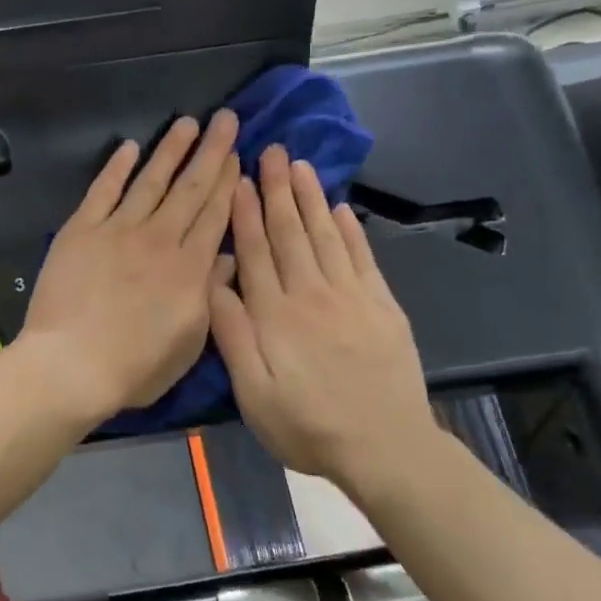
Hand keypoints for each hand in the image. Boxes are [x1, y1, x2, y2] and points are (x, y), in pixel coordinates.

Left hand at [20, 111, 240, 419]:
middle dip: (211, 151)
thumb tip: (229, 257)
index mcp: (189, 268)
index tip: (238, 155)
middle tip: (225, 119)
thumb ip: (211, 294)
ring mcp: (118, 230)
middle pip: (190, 188)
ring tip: (187, 122)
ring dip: (170, 149)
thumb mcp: (190, 342)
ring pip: (151, 180)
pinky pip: (103, 190)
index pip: (215, 215)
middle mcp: (158, 239)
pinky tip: (128, 147)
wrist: (71, 364)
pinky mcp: (82, 230)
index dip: (228, 182)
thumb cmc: (134, 366)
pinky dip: (116, 167)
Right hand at [209, 145, 435, 484]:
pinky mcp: (382, 306)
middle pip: (290, 232)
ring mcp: (351, 297)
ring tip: (300, 165)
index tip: (239, 178)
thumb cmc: (307, 426)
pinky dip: (350, 229)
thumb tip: (214, 283)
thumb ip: (232, 335)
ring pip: (325, 236)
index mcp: (275, 314)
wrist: (386, 449)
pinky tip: (340, 208)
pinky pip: (363, 257)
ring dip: (310, 198)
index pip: (255, 251)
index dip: (245, 212)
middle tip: (271, 151)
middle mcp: (312, 294)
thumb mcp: (253, 393)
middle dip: (278, 189)